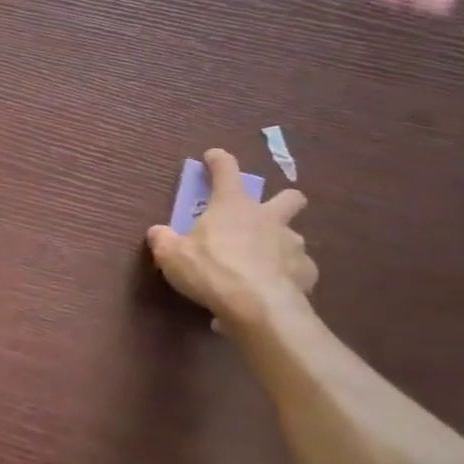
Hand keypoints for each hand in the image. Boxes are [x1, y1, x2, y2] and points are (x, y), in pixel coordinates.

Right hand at [147, 148, 316, 331]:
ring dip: (280, 246)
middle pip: (289, 197)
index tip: (213, 156)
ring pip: (294, 237)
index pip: (226, 170)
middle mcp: (267, 218)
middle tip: (266, 215)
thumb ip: (163, 240)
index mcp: (233, 205)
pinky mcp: (306, 274)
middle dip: (283, 200)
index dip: (219, 161)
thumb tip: (157, 232)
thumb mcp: (172, 255)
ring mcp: (292, 245)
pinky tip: (275, 290)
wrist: (258, 307)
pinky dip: (288, 277)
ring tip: (264, 266)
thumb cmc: (211, 270)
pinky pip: (299, 271)